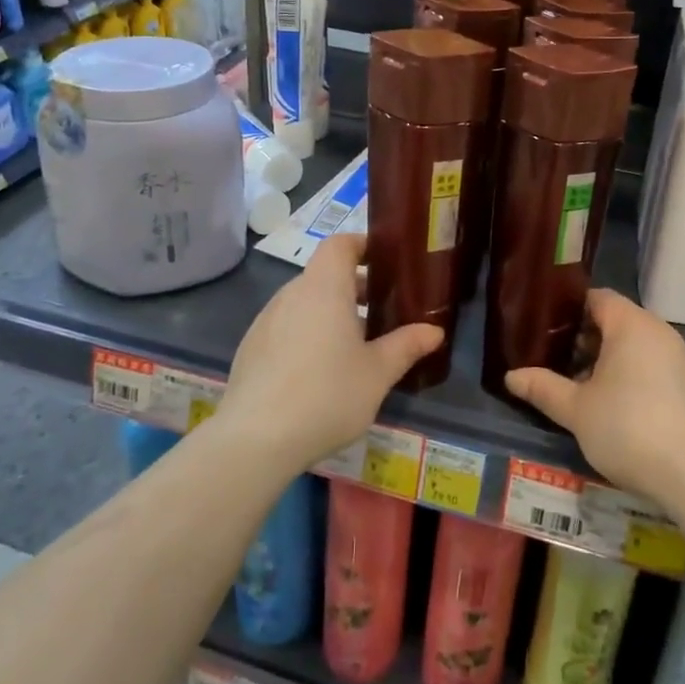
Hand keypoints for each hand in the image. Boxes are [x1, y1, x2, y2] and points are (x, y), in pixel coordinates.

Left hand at [217, 233, 441, 475]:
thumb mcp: (377, 373)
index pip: (340, 244)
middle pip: (324, 274)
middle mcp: (291, 294)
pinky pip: (286, 326)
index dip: (362, 245)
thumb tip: (434, 331)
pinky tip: (318, 372)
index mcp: (324, 288)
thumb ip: (406, 346)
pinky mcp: (250, 348)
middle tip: (382, 313)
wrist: (255, 439)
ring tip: (354, 347)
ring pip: (304, 302)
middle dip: (354, 287)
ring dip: (330, 312)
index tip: (386, 263)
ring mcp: (265, 320)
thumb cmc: (327, 395)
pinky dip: (306, 333)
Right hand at [505, 289, 684, 506]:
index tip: (548, 332)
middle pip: (618, 321)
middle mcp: (660, 331)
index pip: (598, 298)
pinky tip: (622, 410)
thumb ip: (543, 387)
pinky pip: (657, 367)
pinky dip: (636, 377)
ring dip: (612, 361)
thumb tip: (511, 376)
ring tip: (586, 390)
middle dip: (588, 340)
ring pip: (638, 346)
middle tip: (560, 364)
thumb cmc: (628, 428)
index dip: (571, 311)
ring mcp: (683, 358)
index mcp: (631, 324)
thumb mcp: (576, 410)